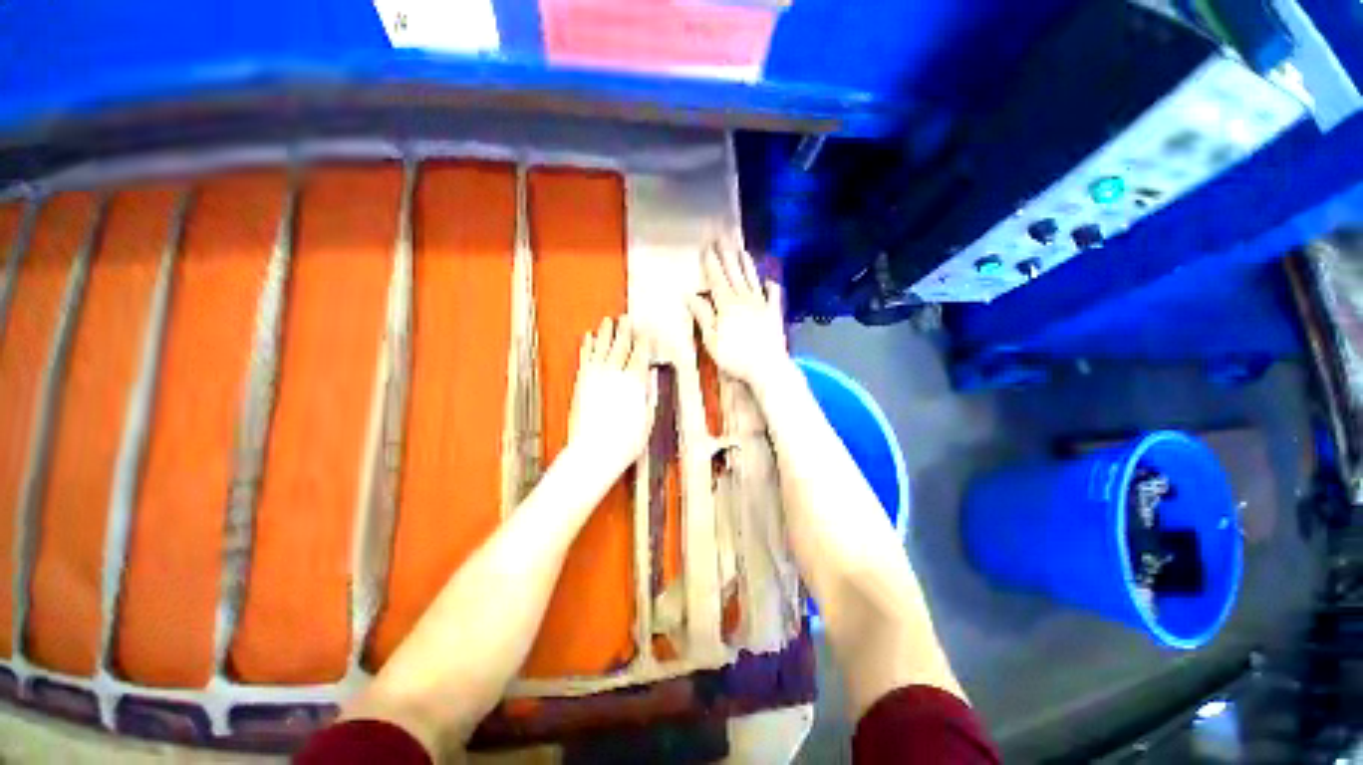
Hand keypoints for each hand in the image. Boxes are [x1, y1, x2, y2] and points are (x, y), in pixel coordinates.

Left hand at [567, 315, 651, 476]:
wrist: (594, 451)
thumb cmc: (625, 440)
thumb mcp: (648, 418)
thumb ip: (649, 394)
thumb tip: (651, 376)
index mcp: (635, 381)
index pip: (641, 353)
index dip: (644, 339)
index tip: (646, 330)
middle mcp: (615, 374)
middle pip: (621, 345)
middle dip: (626, 329)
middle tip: (627, 318)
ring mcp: (596, 376)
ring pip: (601, 346)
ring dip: (605, 332)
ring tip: (608, 320)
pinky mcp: (581, 382)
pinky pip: (585, 358)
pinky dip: (587, 346)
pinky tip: (588, 337)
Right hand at [687, 239, 789, 389]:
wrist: (767, 367)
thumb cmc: (735, 357)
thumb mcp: (712, 340)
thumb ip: (703, 316)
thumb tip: (690, 295)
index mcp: (727, 305)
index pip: (717, 278)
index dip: (711, 262)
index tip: (707, 246)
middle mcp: (744, 299)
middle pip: (734, 273)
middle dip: (727, 254)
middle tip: (722, 237)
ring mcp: (762, 305)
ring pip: (752, 280)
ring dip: (746, 264)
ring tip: (742, 250)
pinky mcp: (774, 314)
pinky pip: (774, 296)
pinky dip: (771, 286)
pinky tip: (770, 280)